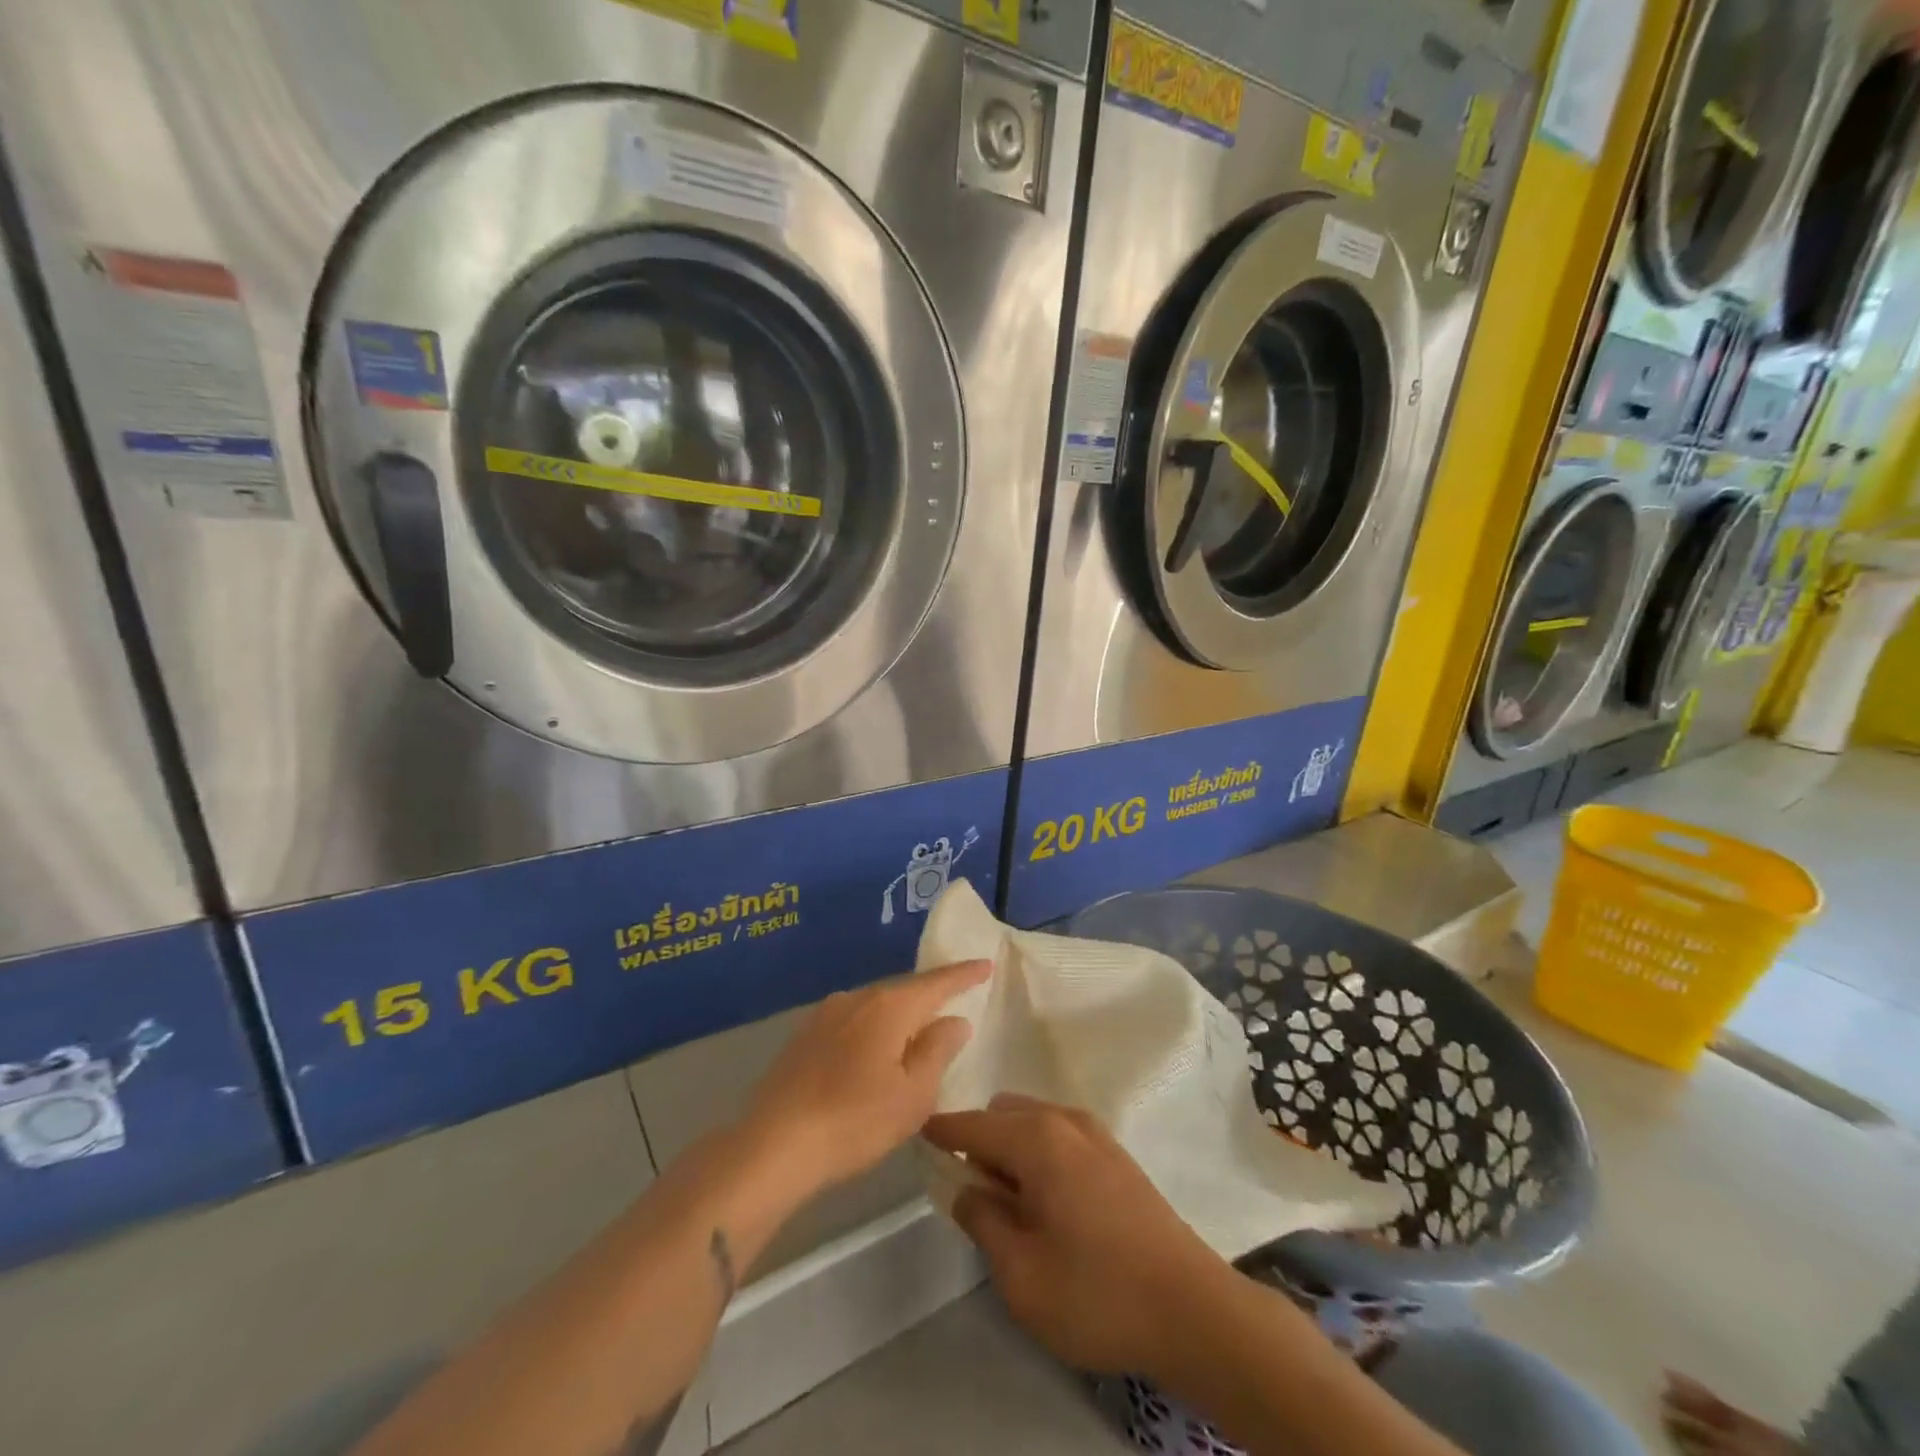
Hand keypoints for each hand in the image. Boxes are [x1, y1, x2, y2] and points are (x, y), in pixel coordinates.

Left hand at [741, 960, 989, 1201]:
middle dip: (930, 996)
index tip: (986, 964)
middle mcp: (858, 998)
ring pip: (876, 1007)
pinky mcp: (804, 1036)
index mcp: (890, 1007)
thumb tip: (954, 1019)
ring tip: (916, 1033)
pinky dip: (872, 1031)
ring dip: (899, 1017)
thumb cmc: (854, 1122)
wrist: (772, 1146)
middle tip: (955, 1002)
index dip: (964, 974)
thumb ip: (938, 1051)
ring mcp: (826, 1014)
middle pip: (904, 991)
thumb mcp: (912, 1095)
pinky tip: (873, 1053)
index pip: (937, 983)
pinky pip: (852, 1022)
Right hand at [923, 1094, 1231, 1380]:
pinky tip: (1049, 1201)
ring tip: (1011, 1203)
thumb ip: (983, 1221)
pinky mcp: (1117, 1155)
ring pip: (1034, 1121)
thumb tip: (966, 1188)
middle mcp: (1065, 1121)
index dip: (942, 1130)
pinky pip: (1061, 1135)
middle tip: (973, 1193)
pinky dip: (1041, 1153)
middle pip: (1004, 1114)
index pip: (974, 1124)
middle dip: (981, 1141)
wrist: (1193, 1309)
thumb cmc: (1097, 1293)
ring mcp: (1097, 1134)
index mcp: (1036, 1139)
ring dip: (1012, 1147)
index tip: (918, 1134)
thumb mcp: (1020, 1273)